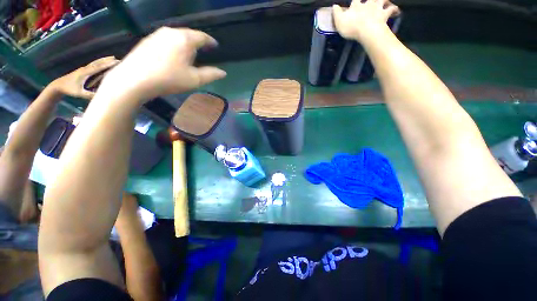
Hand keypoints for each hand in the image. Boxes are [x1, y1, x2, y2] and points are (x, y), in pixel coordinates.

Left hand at [50, 56, 118, 98]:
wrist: (58, 85)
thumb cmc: (69, 89)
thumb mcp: (79, 93)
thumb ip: (90, 95)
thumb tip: (102, 97)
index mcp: (85, 73)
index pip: (98, 67)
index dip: (107, 65)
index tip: (115, 62)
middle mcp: (85, 69)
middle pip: (97, 63)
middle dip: (107, 60)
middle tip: (116, 58)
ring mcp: (83, 69)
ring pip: (95, 62)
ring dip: (104, 60)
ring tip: (112, 57)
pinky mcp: (83, 70)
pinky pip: (93, 65)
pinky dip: (100, 62)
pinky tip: (102, 62)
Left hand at [103, 27, 225, 101]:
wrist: (134, 79)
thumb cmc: (169, 79)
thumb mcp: (195, 79)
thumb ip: (211, 75)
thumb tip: (223, 72)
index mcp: (185, 39)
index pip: (202, 36)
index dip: (210, 41)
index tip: (215, 46)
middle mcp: (171, 32)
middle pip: (189, 34)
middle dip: (197, 42)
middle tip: (203, 52)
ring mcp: (157, 34)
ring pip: (177, 36)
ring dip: (185, 44)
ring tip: (189, 54)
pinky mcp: (148, 40)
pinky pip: (167, 39)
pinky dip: (174, 45)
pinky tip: (173, 56)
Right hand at [333, 0, 399, 42]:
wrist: (367, 31)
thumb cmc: (351, 27)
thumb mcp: (339, 21)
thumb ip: (336, 13)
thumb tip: (334, 5)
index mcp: (356, 6)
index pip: (354, 0)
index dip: (354, 1)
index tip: (354, 1)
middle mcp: (367, 4)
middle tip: (373, 0)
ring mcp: (377, 8)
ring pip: (383, 0)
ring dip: (385, 0)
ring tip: (386, 2)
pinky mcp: (384, 15)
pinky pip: (392, 10)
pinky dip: (395, 9)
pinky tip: (397, 11)